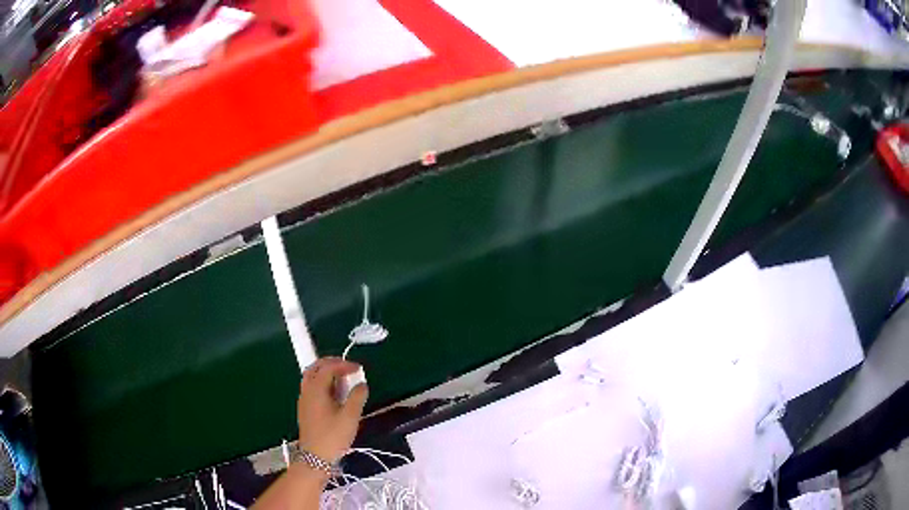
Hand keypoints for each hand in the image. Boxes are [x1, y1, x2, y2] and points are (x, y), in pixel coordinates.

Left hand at [297, 357, 368, 463]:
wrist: (315, 457)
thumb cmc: (333, 436)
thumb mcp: (350, 417)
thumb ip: (357, 397)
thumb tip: (362, 385)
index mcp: (316, 389)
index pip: (328, 368)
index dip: (343, 364)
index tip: (358, 368)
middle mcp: (307, 390)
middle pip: (315, 367)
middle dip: (331, 363)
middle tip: (347, 366)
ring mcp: (304, 399)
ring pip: (311, 377)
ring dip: (326, 372)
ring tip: (342, 378)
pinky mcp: (305, 408)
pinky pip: (312, 387)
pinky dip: (323, 382)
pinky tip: (334, 393)